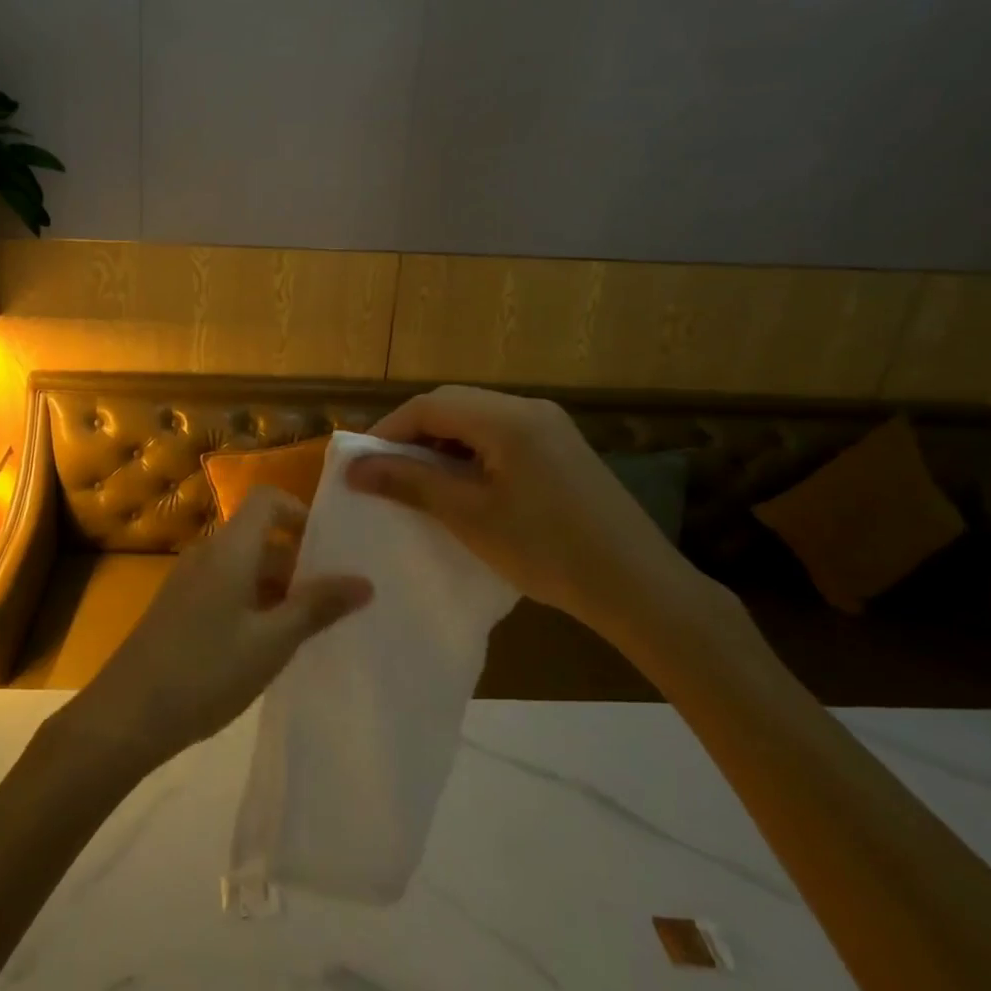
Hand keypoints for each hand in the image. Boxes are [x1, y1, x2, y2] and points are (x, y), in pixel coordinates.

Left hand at [54, 488, 371, 772]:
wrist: (126, 715)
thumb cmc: (206, 671)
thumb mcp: (272, 642)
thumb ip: (317, 607)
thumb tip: (364, 580)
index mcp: (229, 549)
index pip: (267, 499)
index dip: (300, 513)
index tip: (330, 551)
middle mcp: (207, 554)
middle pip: (259, 536)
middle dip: (299, 562)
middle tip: (336, 601)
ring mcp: (189, 581)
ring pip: (244, 567)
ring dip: (278, 588)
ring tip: (310, 629)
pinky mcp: (179, 608)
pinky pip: (226, 588)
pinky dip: (254, 604)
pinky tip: (269, 646)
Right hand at [345, 385, 727, 640]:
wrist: (637, 585)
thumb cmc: (546, 550)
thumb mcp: (469, 516)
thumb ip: (409, 483)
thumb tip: (354, 469)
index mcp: (507, 418)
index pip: (430, 405)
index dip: (388, 430)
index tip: (361, 464)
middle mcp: (530, 409)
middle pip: (453, 405)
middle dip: (412, 435)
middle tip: (384, 473)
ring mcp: (551, 427)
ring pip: (476, 420)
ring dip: (440, 444)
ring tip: (417, 483)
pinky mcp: (561, 448)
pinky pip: (500, 436)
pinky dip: (469, 454)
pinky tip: (462, 487)